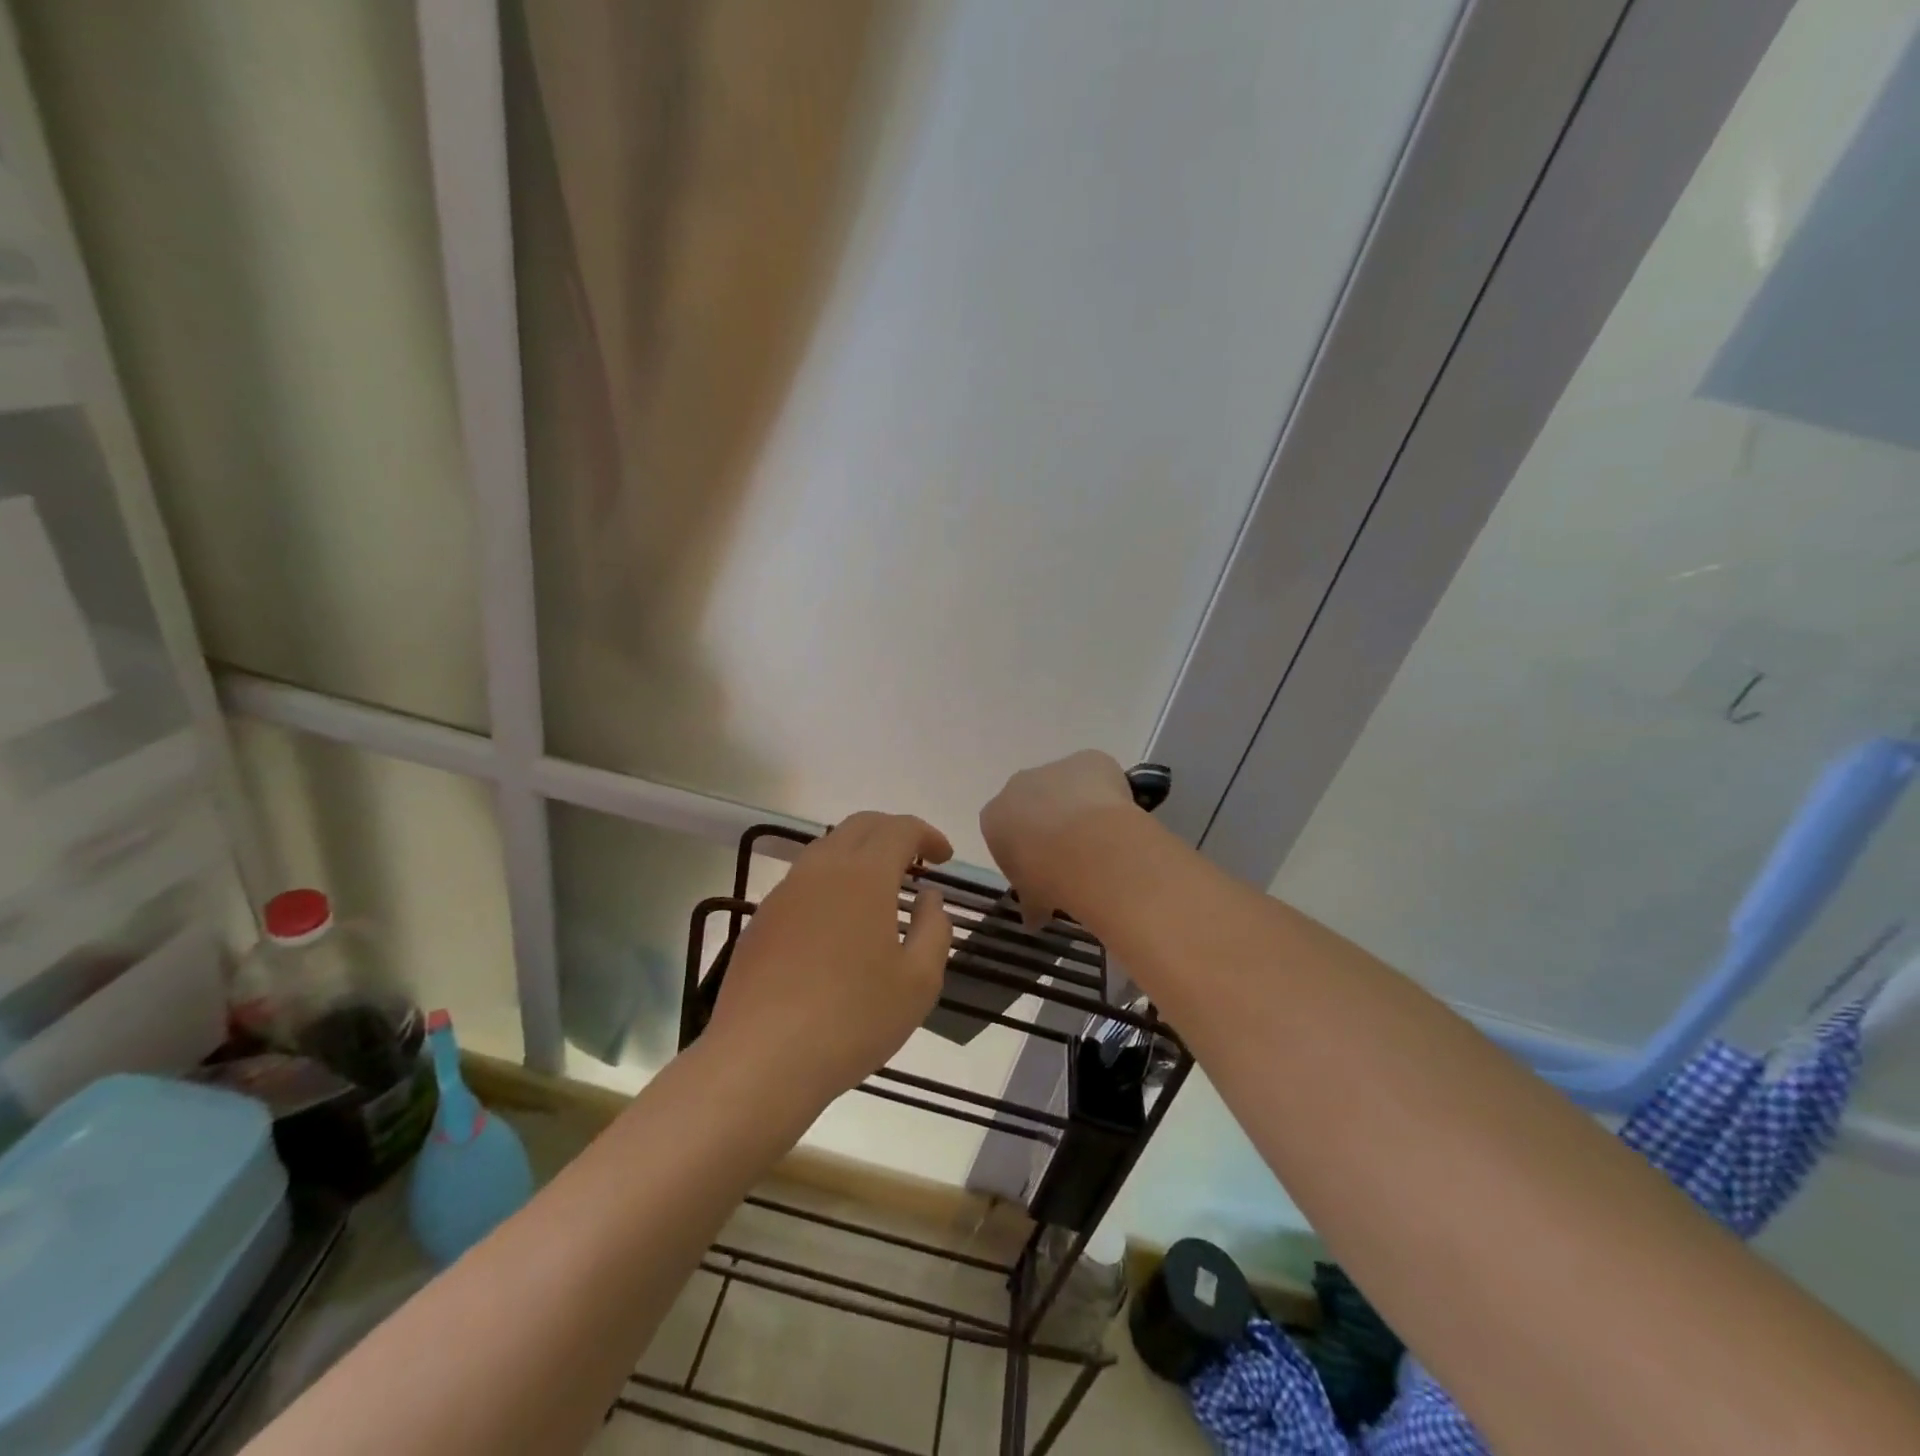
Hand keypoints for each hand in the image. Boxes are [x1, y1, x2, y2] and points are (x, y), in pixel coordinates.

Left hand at [707, 812, 953, 1101]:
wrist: (762, 1058)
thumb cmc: (853, 1018)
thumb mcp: (919, 981)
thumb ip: (935, 929)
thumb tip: (929, 898)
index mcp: (864, 875)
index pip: (900, 828)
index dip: (927, 835)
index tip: (944, 857)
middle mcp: (822, 869)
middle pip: (861, 825)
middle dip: (893, 833)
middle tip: (916, 862)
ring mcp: (785, 892)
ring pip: (828, 848)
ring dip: (860, 854)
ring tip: (880, 889)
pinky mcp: (761, 919)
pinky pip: (804, 880)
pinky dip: (832, 881)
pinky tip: (839, 923)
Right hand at [980, 750, 1140, 926]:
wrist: (1085, 846)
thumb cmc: (1047, 876)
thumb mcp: (1032, 898)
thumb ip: (1031, 903)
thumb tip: (1034, 920)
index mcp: (994, 816)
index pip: (1005, 831)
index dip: (1026, 851)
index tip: (1045, 870)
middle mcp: (1017, 785)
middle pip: (1034, 802)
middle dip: (1050, 822)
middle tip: (1074, 854)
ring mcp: (1054, 767)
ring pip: (1067, 786)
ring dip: (1079, 806)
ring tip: (1102, 839)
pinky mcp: (1089, 758)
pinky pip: (1098, 775)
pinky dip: (1108, 792)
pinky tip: (1120, 820)